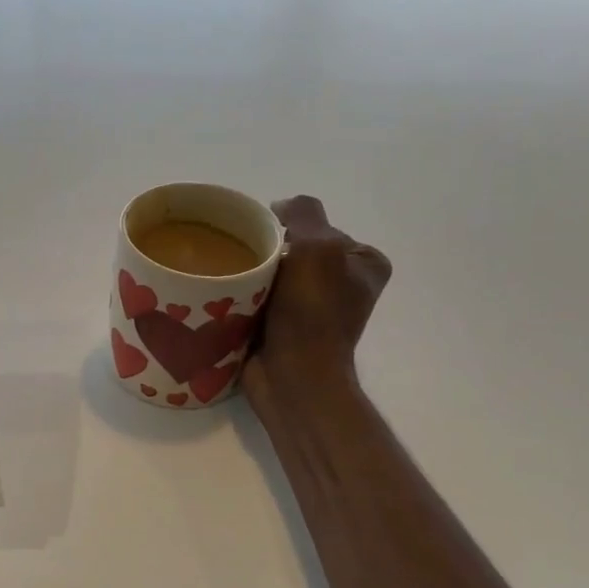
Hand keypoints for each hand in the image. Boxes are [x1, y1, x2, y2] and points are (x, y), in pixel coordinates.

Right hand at [244, 196, 391, 410]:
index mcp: (363, 262)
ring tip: (229, 278)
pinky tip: (225, 297)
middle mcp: (342, 282)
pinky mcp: (284, 327)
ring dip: (250, 274)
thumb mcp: (318, 247)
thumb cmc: (312, 313)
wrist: (293, 378)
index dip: (287, 227)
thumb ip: (304, 214)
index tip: (262, 240)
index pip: (317, 226)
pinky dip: (243, 296)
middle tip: (240, 258)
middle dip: (266, 251)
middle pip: (292, 248)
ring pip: (272, 273)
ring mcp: (312, 308)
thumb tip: (278, 209)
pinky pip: (258, 298)